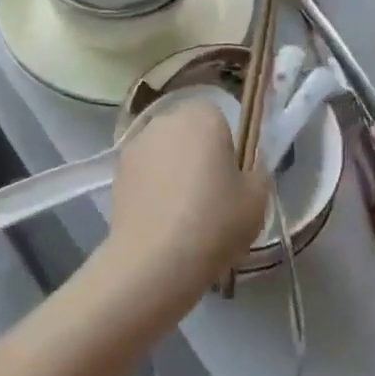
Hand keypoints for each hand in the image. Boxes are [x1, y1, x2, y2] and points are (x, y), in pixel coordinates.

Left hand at [105, 95, 266, 300]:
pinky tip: (159, 217)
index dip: (226, 147)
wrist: (156, 259)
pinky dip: (151, 185)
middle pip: (188, 131)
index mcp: (203, 116)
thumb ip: (256, 171)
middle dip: (196, 154)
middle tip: (208, 194)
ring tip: (180, 210)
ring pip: (163, 150)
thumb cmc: (215, 221)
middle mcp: (166, 119)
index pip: (218, 118)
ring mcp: (137, 143)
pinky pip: (144, 170)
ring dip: (171, 168)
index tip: (229, 178)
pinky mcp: (117, 169)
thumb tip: (247, 166)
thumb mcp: (257, 199)